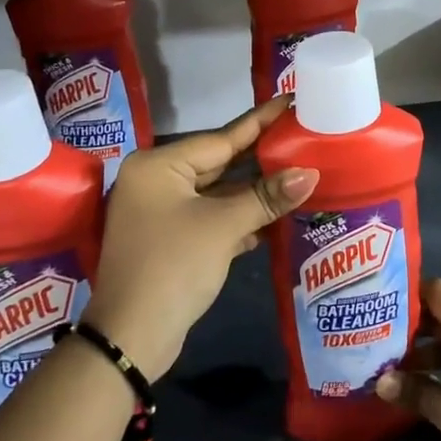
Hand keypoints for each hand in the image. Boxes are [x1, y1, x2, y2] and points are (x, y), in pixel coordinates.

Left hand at [84, 98, 315, 381]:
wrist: (130, 340)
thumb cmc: (174, 267)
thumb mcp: (223, 227)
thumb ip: (267, 197)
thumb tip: (310, 173)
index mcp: (159, 166)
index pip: (221, 137)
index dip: (260, 122)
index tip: (289, 100)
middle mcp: (156, 181)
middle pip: (220, 162)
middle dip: (261, 158)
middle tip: (302, 137)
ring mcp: (162, 212)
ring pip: (218, 192)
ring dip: (255, 191)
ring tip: (299, 173)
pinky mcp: (171, 239)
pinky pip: (212, 216)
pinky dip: (240, 217)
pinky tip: (274, 216)